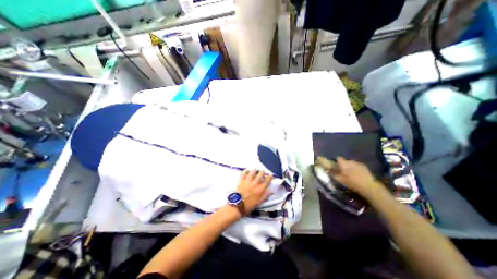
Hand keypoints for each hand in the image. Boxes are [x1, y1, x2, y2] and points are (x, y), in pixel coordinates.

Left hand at [235, 170, 270, 213]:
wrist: (238, 205)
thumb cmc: (249, 205)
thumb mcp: (259, 202)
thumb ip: (265, 195)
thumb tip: (271, 190)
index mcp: (261, 189)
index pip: (268, 179)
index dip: (270, 176)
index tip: (270, 176)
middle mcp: (255, 183)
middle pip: (261, 173)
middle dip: (263, 172)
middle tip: (262, 173)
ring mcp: (248, 181)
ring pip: (253, 171)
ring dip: (255, 170)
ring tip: (255, 171)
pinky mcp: (242, 180)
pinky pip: (244, 172)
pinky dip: (246, 171)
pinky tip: (247, 171)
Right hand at [329, 156, 381, 197]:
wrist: (369, 186)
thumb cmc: (352, 183)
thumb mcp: (340, 179)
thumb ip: (333, 173)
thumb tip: (328, 170)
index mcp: (343, 163)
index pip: (338, 158)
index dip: (336, 162)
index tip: (336, 166)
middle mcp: (350, 161)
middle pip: (345, 160)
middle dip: (343, 164)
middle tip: (343, 171)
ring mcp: (358, 163)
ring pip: (351, 163)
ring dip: (349, 166)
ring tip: (350, 173)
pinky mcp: (364, 166)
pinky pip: (357, 165)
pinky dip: (355, 168)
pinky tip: (357, 174)